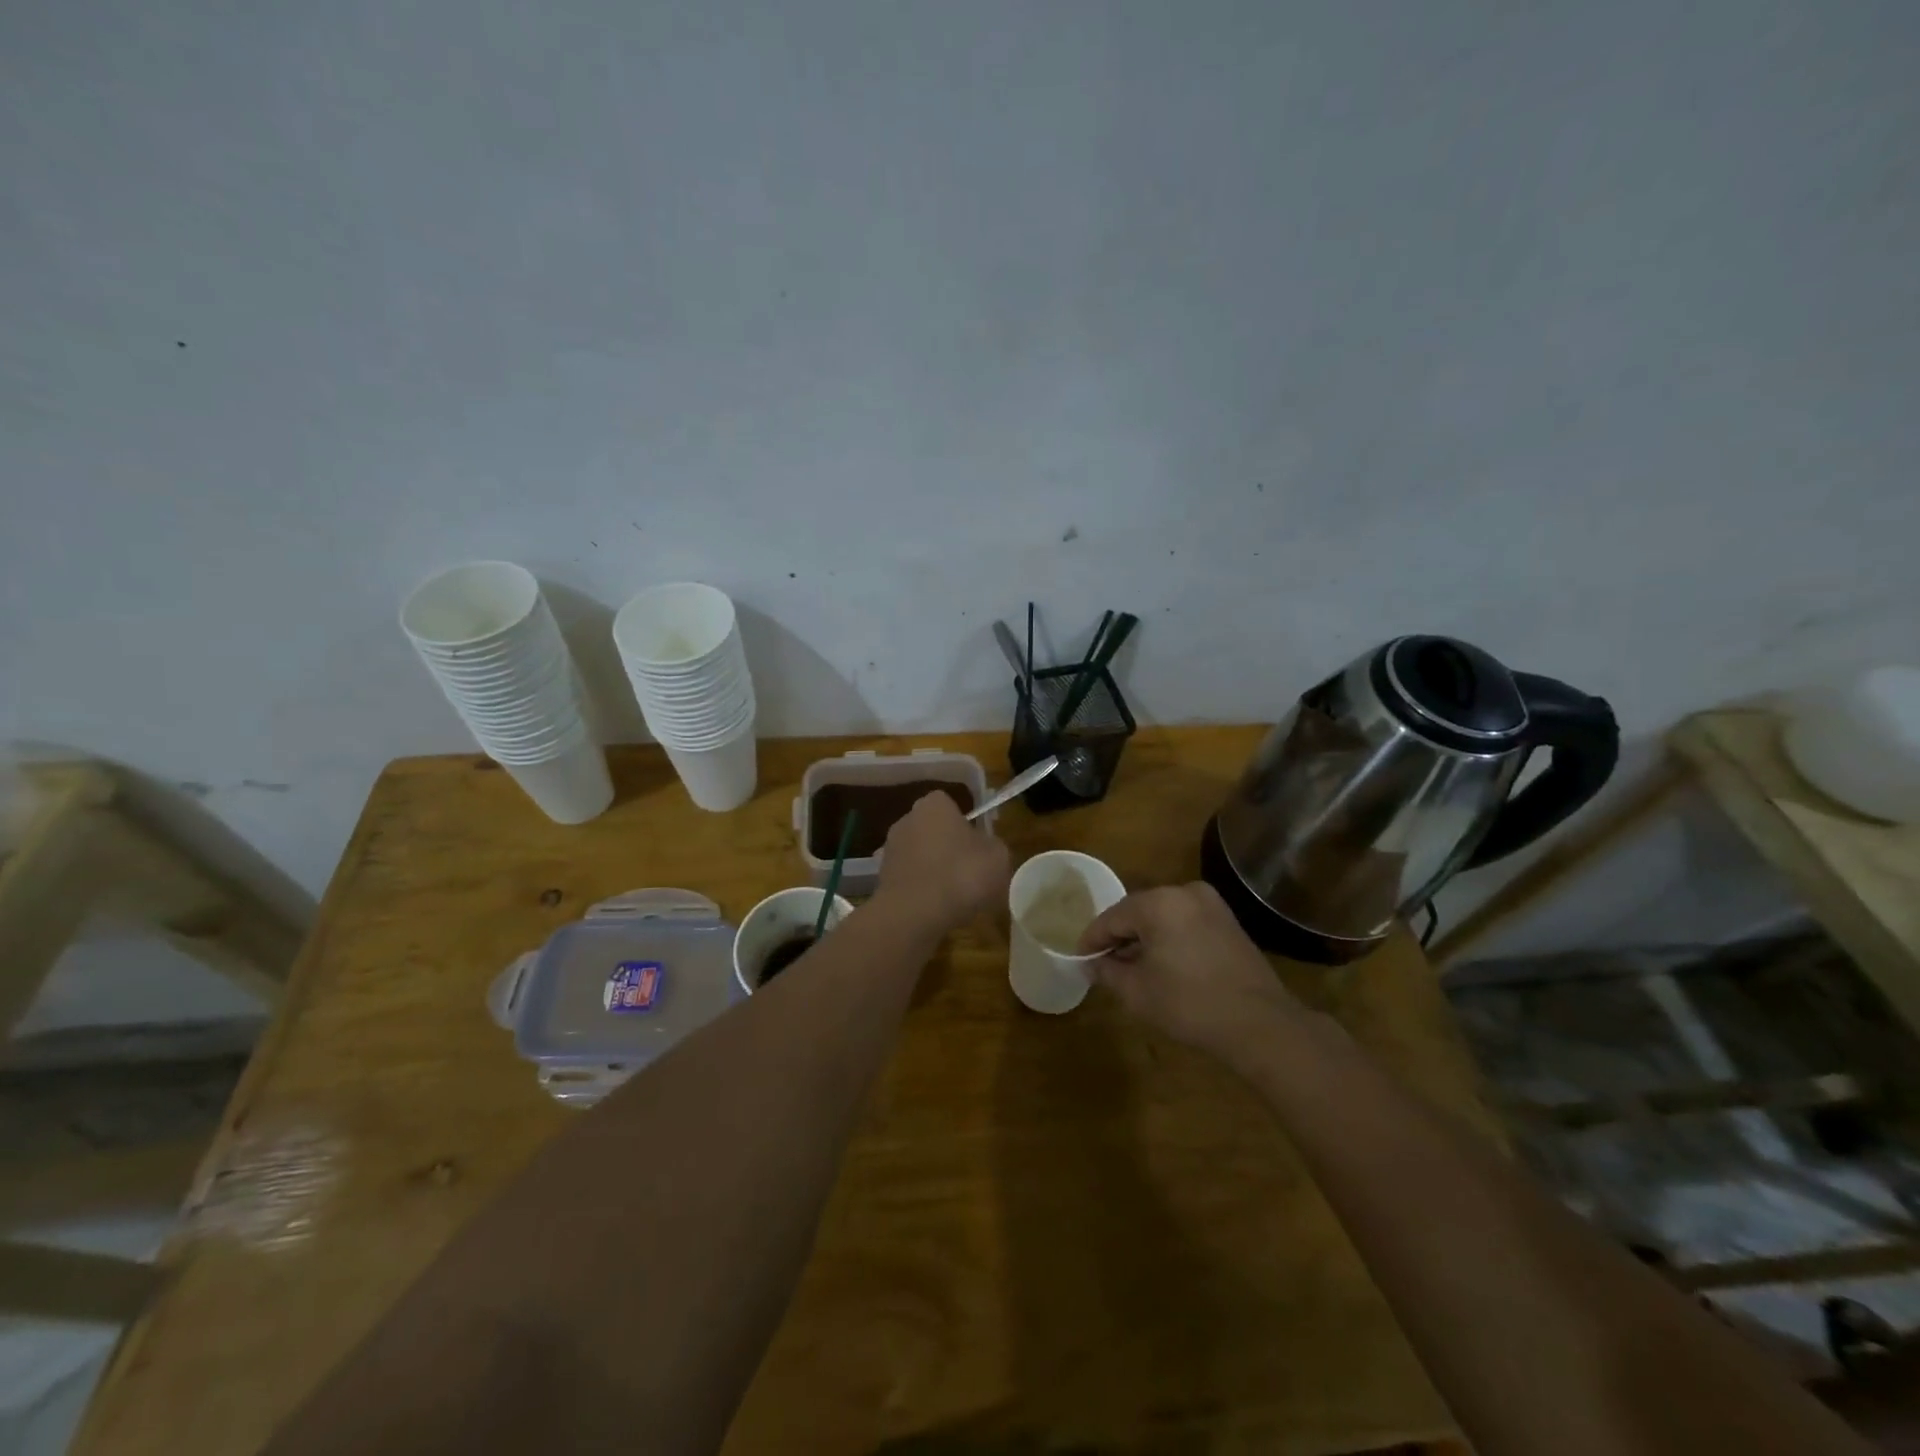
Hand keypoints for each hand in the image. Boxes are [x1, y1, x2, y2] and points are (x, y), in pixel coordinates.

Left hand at [874, 792, 1010, 935]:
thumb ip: (992, 845)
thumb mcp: (998, 857)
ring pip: (921, 856)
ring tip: (954, 896)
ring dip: (934, 870)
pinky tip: (935, 909)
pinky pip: (911, 878)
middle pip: (934, 830)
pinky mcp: (882, 877)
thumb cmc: (961, 876)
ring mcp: (890, 848)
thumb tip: (984, 847)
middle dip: (948, 847)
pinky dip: (921, 889)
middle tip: (969, 872)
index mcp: (934, 805)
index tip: (978, 848)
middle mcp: (907, 819)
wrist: (914, 915)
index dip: (966, 826)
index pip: (952, 806)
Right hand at [1078, 883, 1302, 1065]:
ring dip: (1143, 938)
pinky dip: (1168, 938)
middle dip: (1118, 937)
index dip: (1092, 940)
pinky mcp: (1227, 921)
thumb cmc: (1190, 1005)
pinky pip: (1184, 923)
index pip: (1112, 917)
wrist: (1261, 1025)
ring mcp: (1210, 904)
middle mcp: (1184, 892)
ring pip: (1162, 916)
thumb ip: (1107, 971)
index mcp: (1159, 903)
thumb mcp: (1137, 992)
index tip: (1079, 960)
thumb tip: (1090, 963)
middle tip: (1102, 964)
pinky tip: (1162, 964)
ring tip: (1130, 967)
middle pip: (1137, 911)